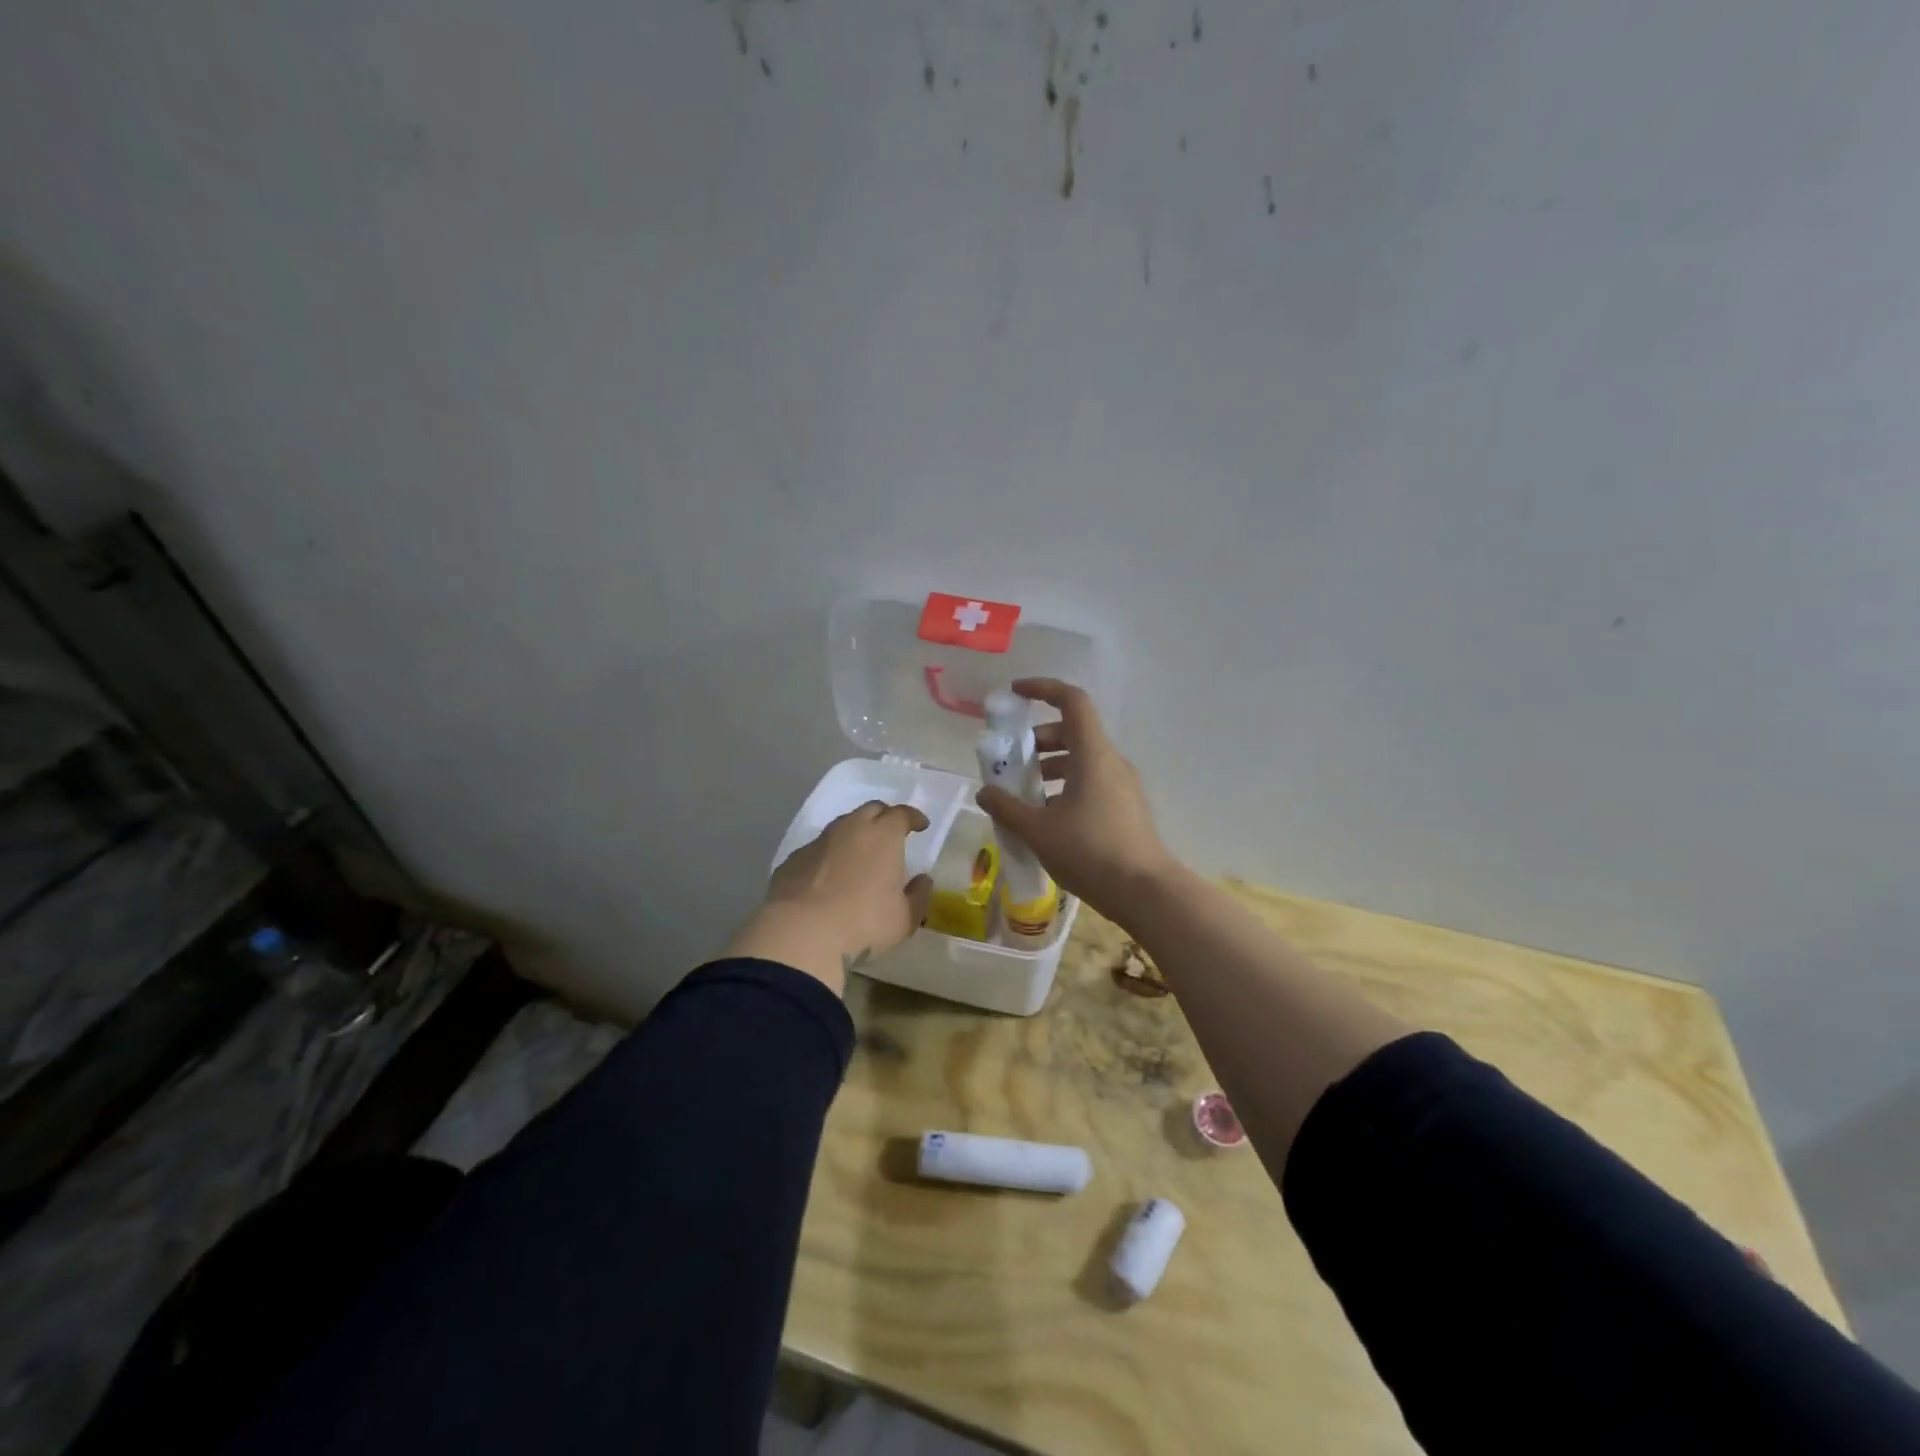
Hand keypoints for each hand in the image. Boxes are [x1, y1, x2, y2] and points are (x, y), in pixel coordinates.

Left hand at [723, 802, 934, 994]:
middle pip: (871, 810)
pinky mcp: (793, 859)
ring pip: (841, 826)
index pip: (902, 814)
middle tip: (891, 834)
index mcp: (883, 836)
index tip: (920, 825)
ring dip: (854, 834)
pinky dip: (829, 856)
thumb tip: (923, 880)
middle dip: (884, 817)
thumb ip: (918, 896)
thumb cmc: (864, 923)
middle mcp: (850, 829)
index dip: (913, 817)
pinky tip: (829, 877)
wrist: (801, 934)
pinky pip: (818, 849)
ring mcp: (818, 842)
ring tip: (860, 855)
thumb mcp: (904, 919)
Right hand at [975, 678, 1174, 918]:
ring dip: (1050, 767)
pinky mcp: (1125, 808)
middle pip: (1072, 732)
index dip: (1043, 689)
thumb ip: (1007, 807)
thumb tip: (984, 792)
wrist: (1145, 892)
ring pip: (1081, 760)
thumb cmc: (1090, 852)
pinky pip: (1091, 782)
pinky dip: (1065, 787)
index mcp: (1093, 754)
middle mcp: (1111, 762)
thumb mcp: (1039, 830)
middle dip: (1037, 740)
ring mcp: (1122, 785)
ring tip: (1023, 794)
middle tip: (1011, 762)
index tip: (1015, 694)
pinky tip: (1046, 818)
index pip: (1072, 701)